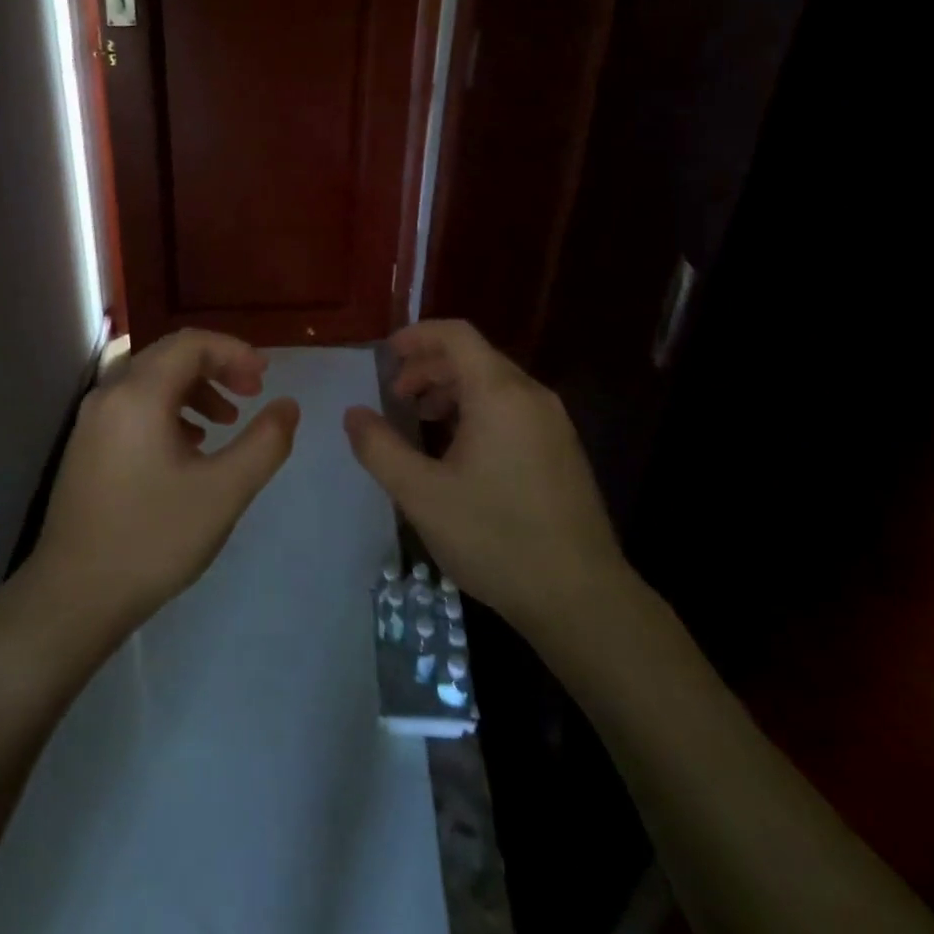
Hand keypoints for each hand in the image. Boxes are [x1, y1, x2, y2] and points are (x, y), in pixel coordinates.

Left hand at [31, 329, 299, 639]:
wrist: (74, 596)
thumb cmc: (153, 539)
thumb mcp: (223, 492)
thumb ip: (265, 443)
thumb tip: (288, 405)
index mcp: (139, 394)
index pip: (191, 344)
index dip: (234, 351)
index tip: (265, 378)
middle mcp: (109, 394)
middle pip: (169, 356)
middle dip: (216, 367)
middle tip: (252, 393)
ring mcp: (92, 420)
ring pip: (150, 381)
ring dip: (193, 389)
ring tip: (225, 422)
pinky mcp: (86, 445)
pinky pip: (133, 406)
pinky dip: (168, 410)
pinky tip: (189, 446)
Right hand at [342, 319, 627, 636]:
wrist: (580, 598)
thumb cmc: (495, 537)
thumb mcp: (421, 494)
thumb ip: (379, 448)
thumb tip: (354, 414)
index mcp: (499, 394)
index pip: (456, 335)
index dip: (416, 336)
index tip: (385, 356)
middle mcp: (531, 396)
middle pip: (474, 357)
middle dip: (428, 367)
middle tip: (395, 396)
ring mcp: (553, 424)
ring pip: (494, 384)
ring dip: (451, 390)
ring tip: (422, 420)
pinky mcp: (562, 451)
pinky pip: (512, 409)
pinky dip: (477, 410)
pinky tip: (459, 450)